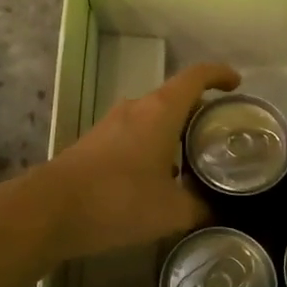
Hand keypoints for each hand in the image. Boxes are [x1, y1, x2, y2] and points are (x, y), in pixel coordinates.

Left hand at [37, 61, 239, 259]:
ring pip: (152, 117)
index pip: (197, 76)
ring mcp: (111, 124)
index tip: (236, 84)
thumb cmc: (119, 201)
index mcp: (161, 111)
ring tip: (193, 160)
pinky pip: (133, 134)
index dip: (219, 74)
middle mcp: (136, 108)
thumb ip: (199, 208)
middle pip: (175, 97)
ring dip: (174, 131)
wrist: (50, 210)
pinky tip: (157, 178)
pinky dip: (152, 146)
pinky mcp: (94, 142)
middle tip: (219, 134)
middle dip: (199, 111)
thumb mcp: (171, 211)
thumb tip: (213, 210)